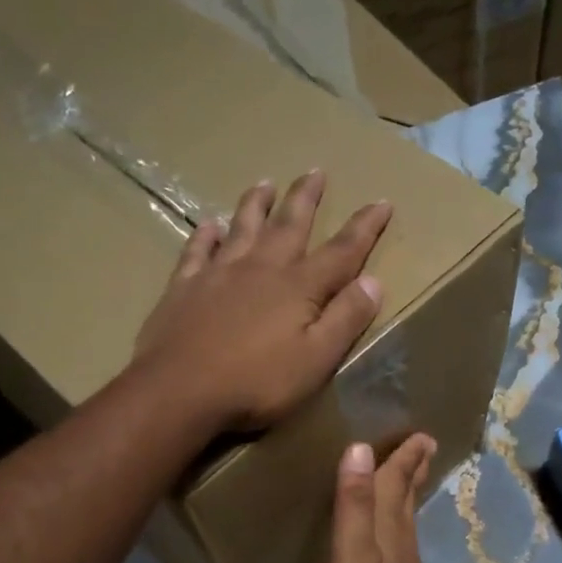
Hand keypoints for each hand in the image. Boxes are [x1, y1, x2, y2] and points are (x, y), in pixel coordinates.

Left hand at [132, 173, 390, 431]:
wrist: (180, 391)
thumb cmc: (257, 383)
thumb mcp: (316, 359)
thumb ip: (346, 319)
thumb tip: (374, 281)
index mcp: (298, 288)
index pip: (341, 252)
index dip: (365, 228)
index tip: (382, 202)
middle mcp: (260, 269)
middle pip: (289, 225)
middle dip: (306, 199)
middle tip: (315, 171)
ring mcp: (218, 274)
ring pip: (242, 228)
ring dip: (256, 205)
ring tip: (265, 183)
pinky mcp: (183, 288)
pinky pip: (197, 251)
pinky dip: (206, 235)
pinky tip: (210, 225)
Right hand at [321, 433, 436, 562]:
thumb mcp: (350, 553)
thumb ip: (353, 504)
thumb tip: (360, 448)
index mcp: (388, 528)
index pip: (396, 482)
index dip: (405, 456)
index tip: (422, 433)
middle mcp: (401, 541)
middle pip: (407, 497)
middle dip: (413, 470)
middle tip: (425, 446)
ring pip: (406, 519)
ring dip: (407, 494)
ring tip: (408, 479)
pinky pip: (401, 541)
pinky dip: (399, 524)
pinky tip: (393, 534)